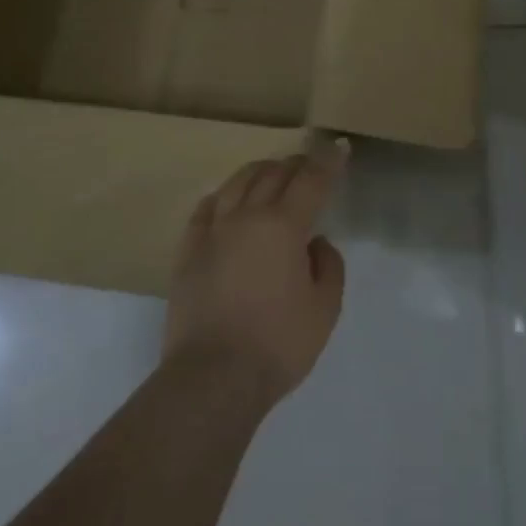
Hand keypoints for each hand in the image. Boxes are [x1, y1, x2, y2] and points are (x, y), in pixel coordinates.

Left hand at [165, 139, 348, 407]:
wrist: (212, 378)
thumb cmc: (278, 344)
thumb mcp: (325, 309)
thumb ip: (328, 266)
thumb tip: (314, 242)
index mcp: (284, 226)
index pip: (311, 180)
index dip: (328, 160)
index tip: (338, 146)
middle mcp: (247, 217)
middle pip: (273, 174)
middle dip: (296, 164)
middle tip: (309, 165)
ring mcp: (212, 231)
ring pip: (237, 183)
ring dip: (260, 172)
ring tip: (272, 174)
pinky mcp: (187, 251)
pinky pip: (205, 209)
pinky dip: (222, 196)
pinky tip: (226, 199)